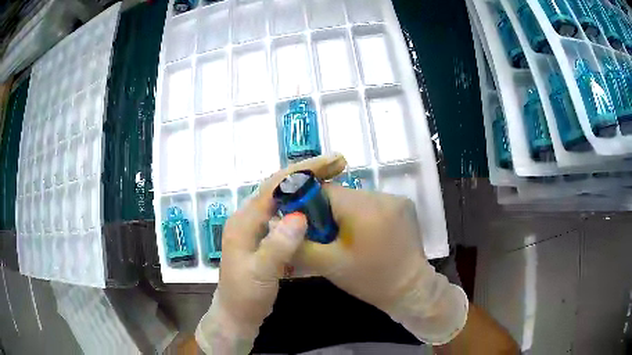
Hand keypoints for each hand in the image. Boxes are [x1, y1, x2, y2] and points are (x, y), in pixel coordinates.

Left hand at [196, 153, 346, 353]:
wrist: (236, 315)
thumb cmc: (245, 297)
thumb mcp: (261, 275)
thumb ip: (278, 247)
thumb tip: (300, 216)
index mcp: (244, 221)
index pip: (275, 185)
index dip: (304, 170)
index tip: (332, 163)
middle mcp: (249, 217)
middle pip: (281, 186)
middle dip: (309, 172)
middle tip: (339, 164)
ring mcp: (257, 227)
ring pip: (285, 198)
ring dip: (308, 185)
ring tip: (334, 177)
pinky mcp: (265, 237)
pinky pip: (287, 214)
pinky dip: (305, 205)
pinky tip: (320, 205)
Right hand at [297, 185, 468, 344]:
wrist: (410, 290)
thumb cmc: (369, 279)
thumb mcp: (328, 265)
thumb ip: (299, 244)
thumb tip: (278, 226)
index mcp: (362, 207)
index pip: (323, 190)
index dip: (309, 205)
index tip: (305, 224)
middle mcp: (381, 195)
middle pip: (341, 194)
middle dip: (328, 212)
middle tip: (326, 236)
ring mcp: (396, 199)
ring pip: (357, 199)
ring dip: (347, 214)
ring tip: (348, 238)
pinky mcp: (405, 206)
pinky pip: (374, 203)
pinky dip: (364, 215)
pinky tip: (366, 235)